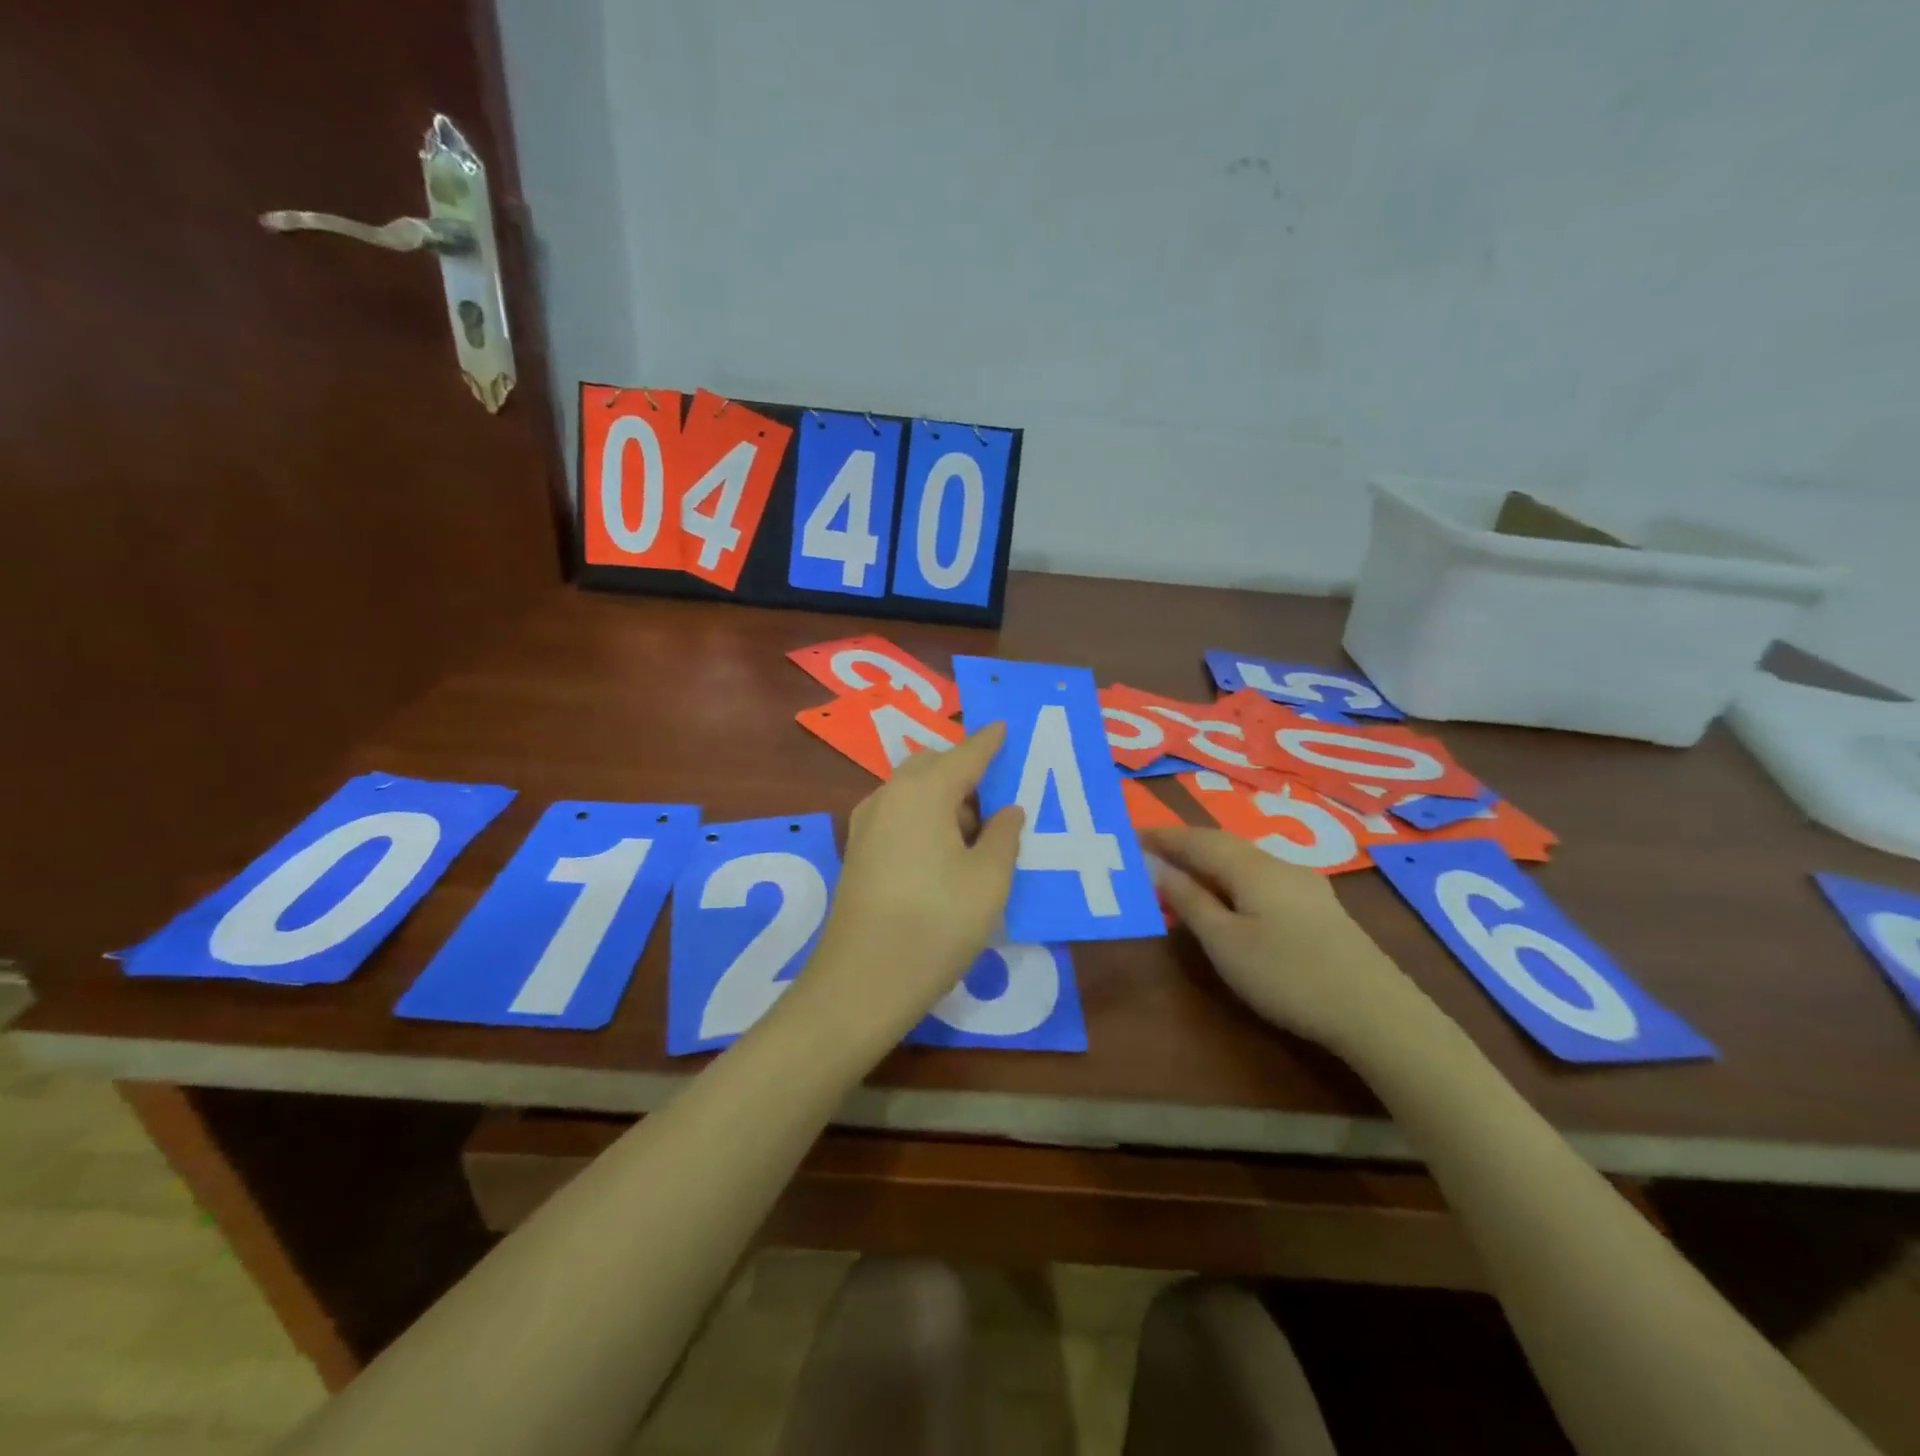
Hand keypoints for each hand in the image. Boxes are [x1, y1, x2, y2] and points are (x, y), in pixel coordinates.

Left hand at [802, 723, 1025, 1043]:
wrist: (862, 981)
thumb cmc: (937, 923)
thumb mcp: (988, 880)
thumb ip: (1003, 835)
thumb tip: (1007, 810)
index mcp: (924, 791)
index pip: (965, 754)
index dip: (989, 742)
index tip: (1004, 727)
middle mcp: (889, 796)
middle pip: (932, 766)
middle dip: (964, 769)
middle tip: (997, 793)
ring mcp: (867, 823)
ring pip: (911, 790)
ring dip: (943, 796)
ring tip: (975, 828)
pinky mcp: (858, 851)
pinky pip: (897, 814)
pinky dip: (923, 815)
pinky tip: (943, 848)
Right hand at [1144, 825, 1431, 1056]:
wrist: (1376, 1011)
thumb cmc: (1287, 975)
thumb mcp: (1225, 942)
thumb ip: (1188, 900)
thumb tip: (1155, 865)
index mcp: (1250, 866)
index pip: (1196, 839)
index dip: (1162, 837)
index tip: (1129, 836)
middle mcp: (1278, 863)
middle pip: (1222, 843)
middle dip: (1184, 844)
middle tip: (1150, 851)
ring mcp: (1304, 883)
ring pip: (1244, 859)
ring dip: (1209, 860)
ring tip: (1182, 872)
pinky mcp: (1319, 906)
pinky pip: (1261, 876)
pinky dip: (1232, 876)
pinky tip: (1230, 895)